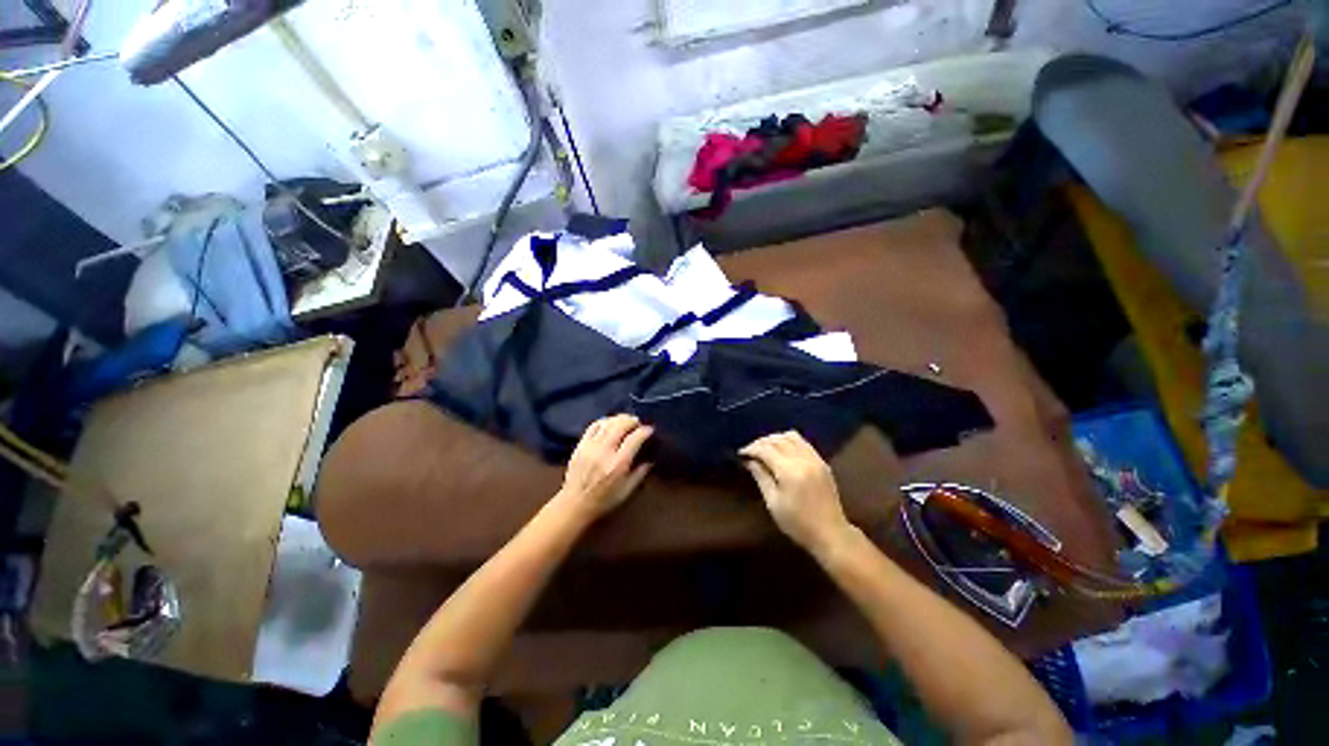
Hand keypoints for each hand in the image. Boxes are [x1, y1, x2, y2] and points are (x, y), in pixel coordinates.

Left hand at [557, 415, 653, 519]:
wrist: (574, 504)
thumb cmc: (603, 500)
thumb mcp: (627, 491)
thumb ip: (640, 473)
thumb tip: (651, 459)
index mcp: (618, 464)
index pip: (634, 439)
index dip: (645, 431)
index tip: (650, 429)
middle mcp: (605, 452)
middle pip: (620, 425)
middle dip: (632, 420)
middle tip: (638, 422)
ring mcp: (591, 446)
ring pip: (607, 423)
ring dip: (619, 418)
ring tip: (626, 421)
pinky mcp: (581, 445)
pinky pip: (593, 426)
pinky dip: (604, 421)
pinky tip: (610, 423)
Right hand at [740, 431, 852, 555]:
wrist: (831, 533)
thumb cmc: (798, 523)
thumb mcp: (773, 502)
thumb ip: (761, 477)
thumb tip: (749, 461)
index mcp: (789, 471)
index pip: (766, 449)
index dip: (751, 448)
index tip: (741, 453)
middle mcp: (803, 459)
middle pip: (778, 439)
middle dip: (761, 442)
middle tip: (750, 451)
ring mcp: (815, 459)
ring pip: (791, 436)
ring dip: (775, 439)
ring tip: (765, 449)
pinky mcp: (822, 462)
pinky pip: (803, 442)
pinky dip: (789, 441)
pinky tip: (782, 451)